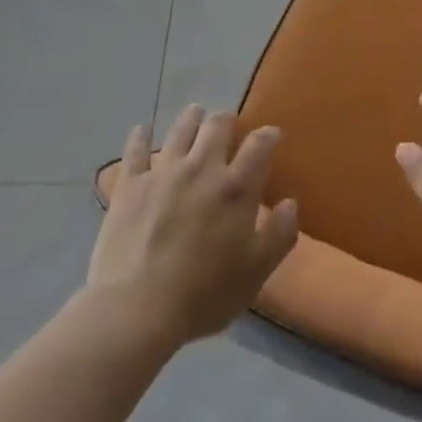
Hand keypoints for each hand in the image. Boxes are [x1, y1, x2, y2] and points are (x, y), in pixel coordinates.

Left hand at [88, 104, 299, 345]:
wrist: (136, 308)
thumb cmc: (203, 294)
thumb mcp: (255, 273)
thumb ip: (279, 235)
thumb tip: (291, 203)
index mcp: (236, 188)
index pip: (259, 146)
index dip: (268, 135)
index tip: (272, 134)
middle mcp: (201, 168)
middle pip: (216, 126)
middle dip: (226, 120)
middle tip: (228, 123)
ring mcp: (162, 172)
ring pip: (179, 130)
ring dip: (191, 118)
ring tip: (195, 113)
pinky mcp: (130, 184)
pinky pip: (135, 151)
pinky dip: (140, 137)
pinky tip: (142, 130)